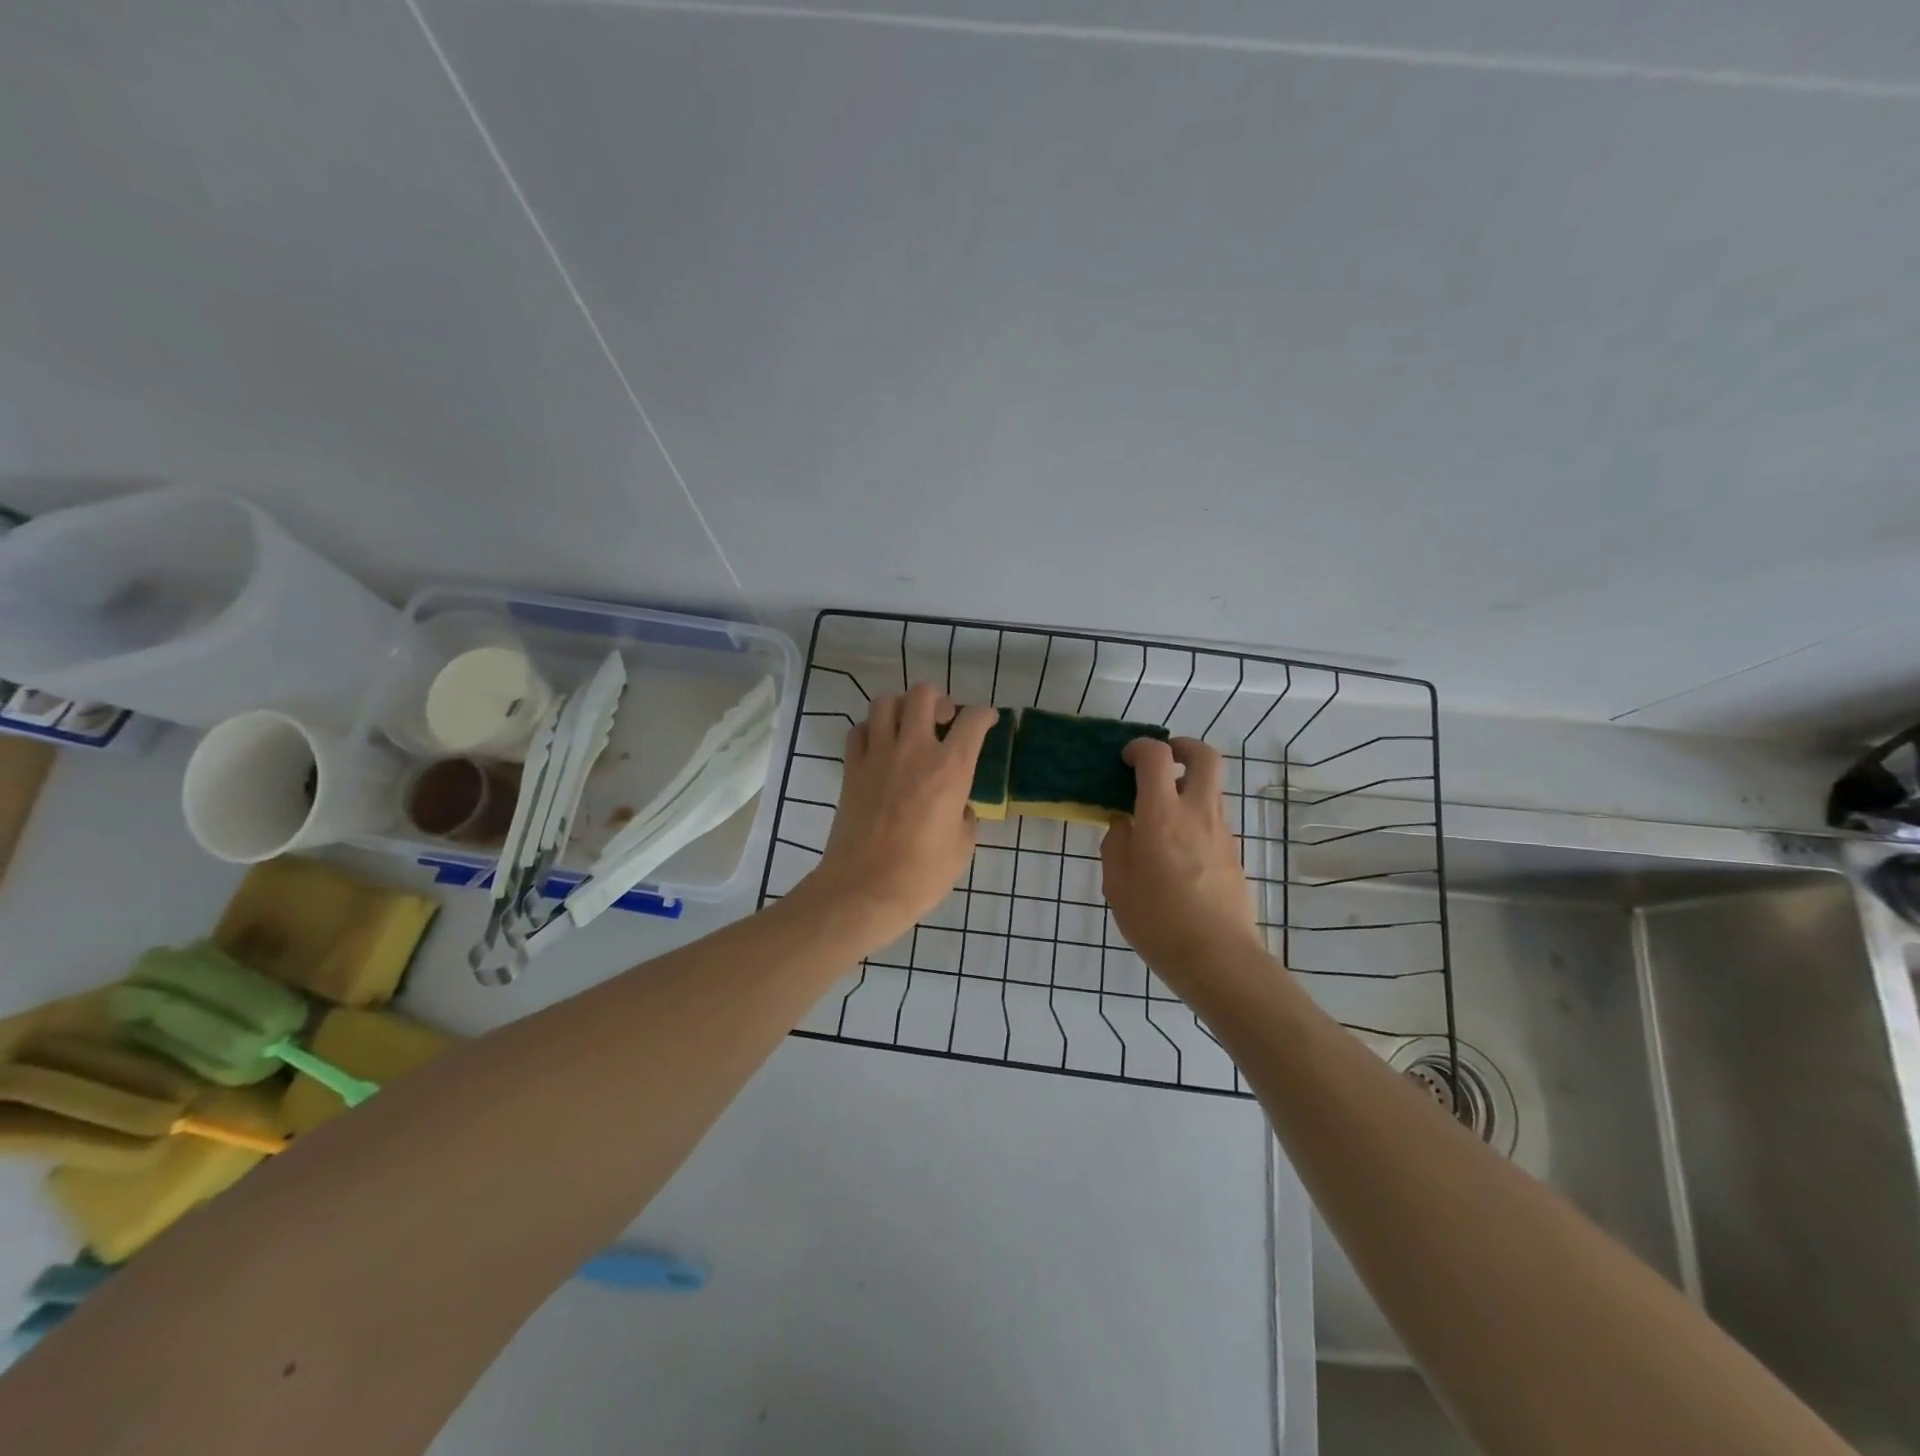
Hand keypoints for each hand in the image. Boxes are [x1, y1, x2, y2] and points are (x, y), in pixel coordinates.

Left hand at [801, 683, 997, 947]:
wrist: (864, 889)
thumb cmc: (921, 874)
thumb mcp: (962, 847)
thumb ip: (965, 817)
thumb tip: (959, 807)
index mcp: (950, 768)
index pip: (972, 721)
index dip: (984, 714)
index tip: (987, 720)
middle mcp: (914, 750)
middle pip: (924, 695)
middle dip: (940, 699)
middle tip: (944, 719)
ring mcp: (878, 756)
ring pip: (886, 703)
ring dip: (902, 707)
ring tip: (910, 725)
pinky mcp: (851, 769)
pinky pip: (859, 730)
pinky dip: (871, 729)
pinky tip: (880, 746)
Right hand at [1102, 737, 1262, 976]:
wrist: (1218, 959)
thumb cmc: (1158, 921)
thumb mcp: (1117, 885)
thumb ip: (1116, 845)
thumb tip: (1123, 824)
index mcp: (1162, 815)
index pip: (1156, 757)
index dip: (1139, 747)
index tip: (1125, 759)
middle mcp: (1198, 813)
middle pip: (1205, 757)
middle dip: (1183, 747)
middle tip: (1162, 760)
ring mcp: (1222, 833)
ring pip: (1212, 788)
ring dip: (1189, 785)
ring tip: (1161, 811)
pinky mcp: (1233, 854)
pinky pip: (1213, 819)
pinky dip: (1195, 816)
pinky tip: (1174, 849)